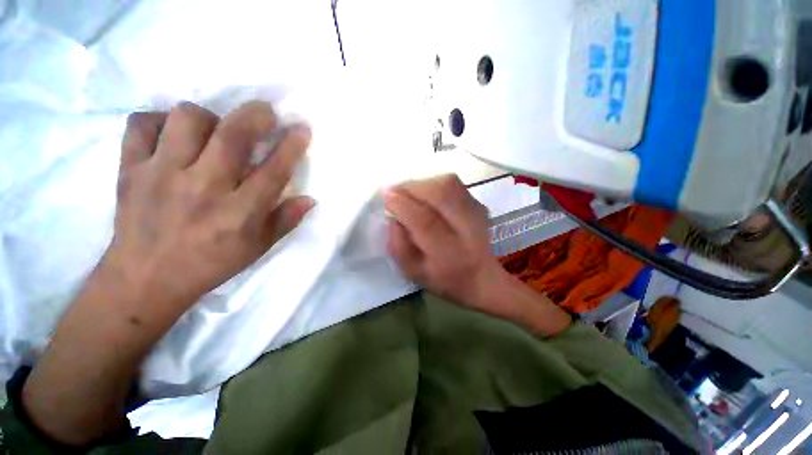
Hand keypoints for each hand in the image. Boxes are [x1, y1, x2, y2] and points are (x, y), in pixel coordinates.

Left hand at [106, 101, 313, 315]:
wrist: (145, 279)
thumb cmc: (211, 263)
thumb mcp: (258, 248)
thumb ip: (286, 220)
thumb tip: (310, 199)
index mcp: (239, 213)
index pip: (274, 170)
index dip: (292, 145)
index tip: (302, 128)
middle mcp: (203, 188)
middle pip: (233, 135)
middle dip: (256, 115)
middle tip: (266, 112)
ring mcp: (161, 175)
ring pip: (187, 119)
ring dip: (210, 118)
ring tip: (214, 131)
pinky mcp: (130, 169)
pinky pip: (142, 124)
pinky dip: (161, 121)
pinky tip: (173, 135)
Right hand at [385, 175, 571, 336]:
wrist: (483, 277)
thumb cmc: (444, 279)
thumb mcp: (414, 273)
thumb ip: (398, 247)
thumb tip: (392, 218)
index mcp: (449, 255)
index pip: (425, 221)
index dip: (403, 205)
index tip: (387, 196)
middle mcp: (467, 230)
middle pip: (440, 194)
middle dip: (412, 188)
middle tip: (395, 191)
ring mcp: (478, 213)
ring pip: (448, 184)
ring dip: (423, 183)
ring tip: (409, 192)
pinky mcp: (479, 204)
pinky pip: (454, 183)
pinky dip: (434, 183)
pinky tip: (426, 194)